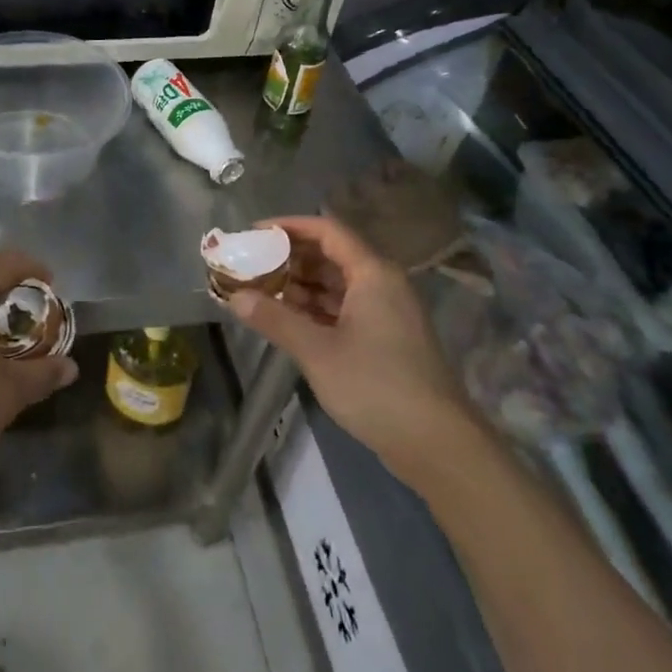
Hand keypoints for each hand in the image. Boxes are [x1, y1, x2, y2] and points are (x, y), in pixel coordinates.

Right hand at [225, 215, 477, 487]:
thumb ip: (274, 319)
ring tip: (260, 290)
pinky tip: (287, 318)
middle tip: (250, 264)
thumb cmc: (376, 386)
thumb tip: (234, 297)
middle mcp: (382, 284)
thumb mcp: (317, 351)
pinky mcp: (385, 339)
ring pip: (336, 284)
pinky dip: (315, 308)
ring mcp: (386, 313)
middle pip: (331, 255)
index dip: (289, 226)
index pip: (327, 230)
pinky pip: (344, 308)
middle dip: (289, 257)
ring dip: (300, 284)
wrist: (437, 445)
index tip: (253, 233)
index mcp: (372, 274)